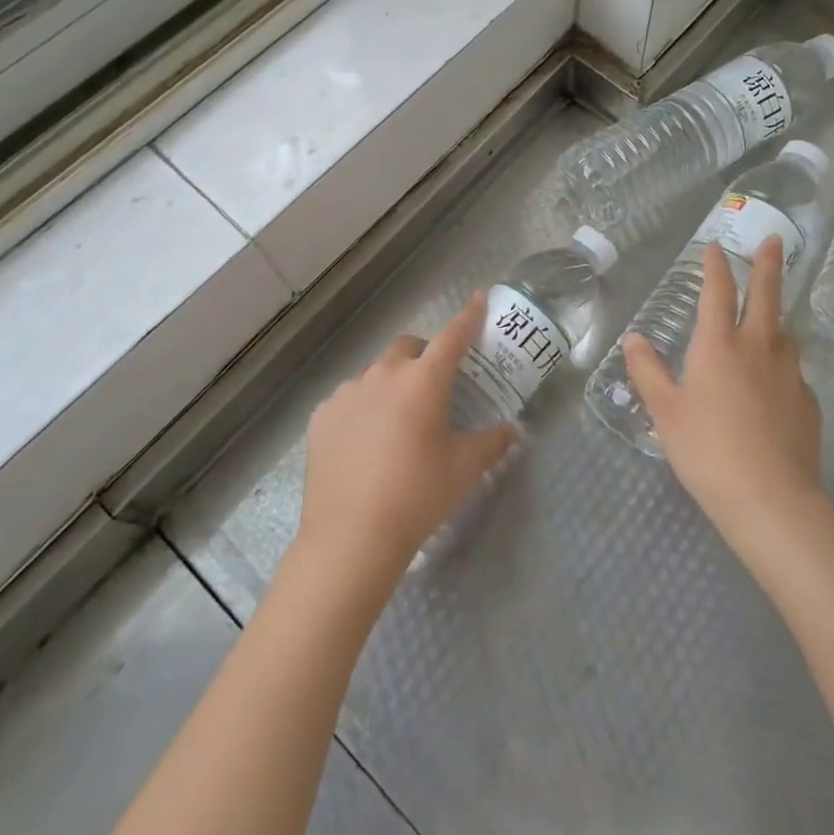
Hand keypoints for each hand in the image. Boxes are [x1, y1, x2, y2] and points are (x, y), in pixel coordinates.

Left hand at [297, 293, 519, 586]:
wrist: (351, 537)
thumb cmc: (418, 496)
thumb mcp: (465, 469)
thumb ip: (493, 443)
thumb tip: (512, 430)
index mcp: (423, 380)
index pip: (453, 336)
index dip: (469, 316)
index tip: (478, 297)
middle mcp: (384, 374)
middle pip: (408, 347)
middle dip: (424, 354)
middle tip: (435, 385)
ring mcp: (348, 393)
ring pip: (376, 373)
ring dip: (392, 384)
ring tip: (397, 423)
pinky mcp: (322, 415)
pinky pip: (349, 399)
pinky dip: (363, 408)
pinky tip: (365, 443)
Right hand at [623, 238, 823, 542]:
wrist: (770, 499)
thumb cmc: (706, 450)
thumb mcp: (664, 412)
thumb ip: (647, 371)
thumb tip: (634, 338)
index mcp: (718, 345)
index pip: (718, 292)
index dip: (716, 266)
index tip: (715, 246)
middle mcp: (758, 348)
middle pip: (767, 295)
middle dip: (768, 264)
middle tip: (775, 240)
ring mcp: (790, 374)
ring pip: (784, 334)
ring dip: (775, 319)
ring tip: (766, 322)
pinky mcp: (808, 402)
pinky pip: (792, 372)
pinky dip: (781, 366)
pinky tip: (772, 387)